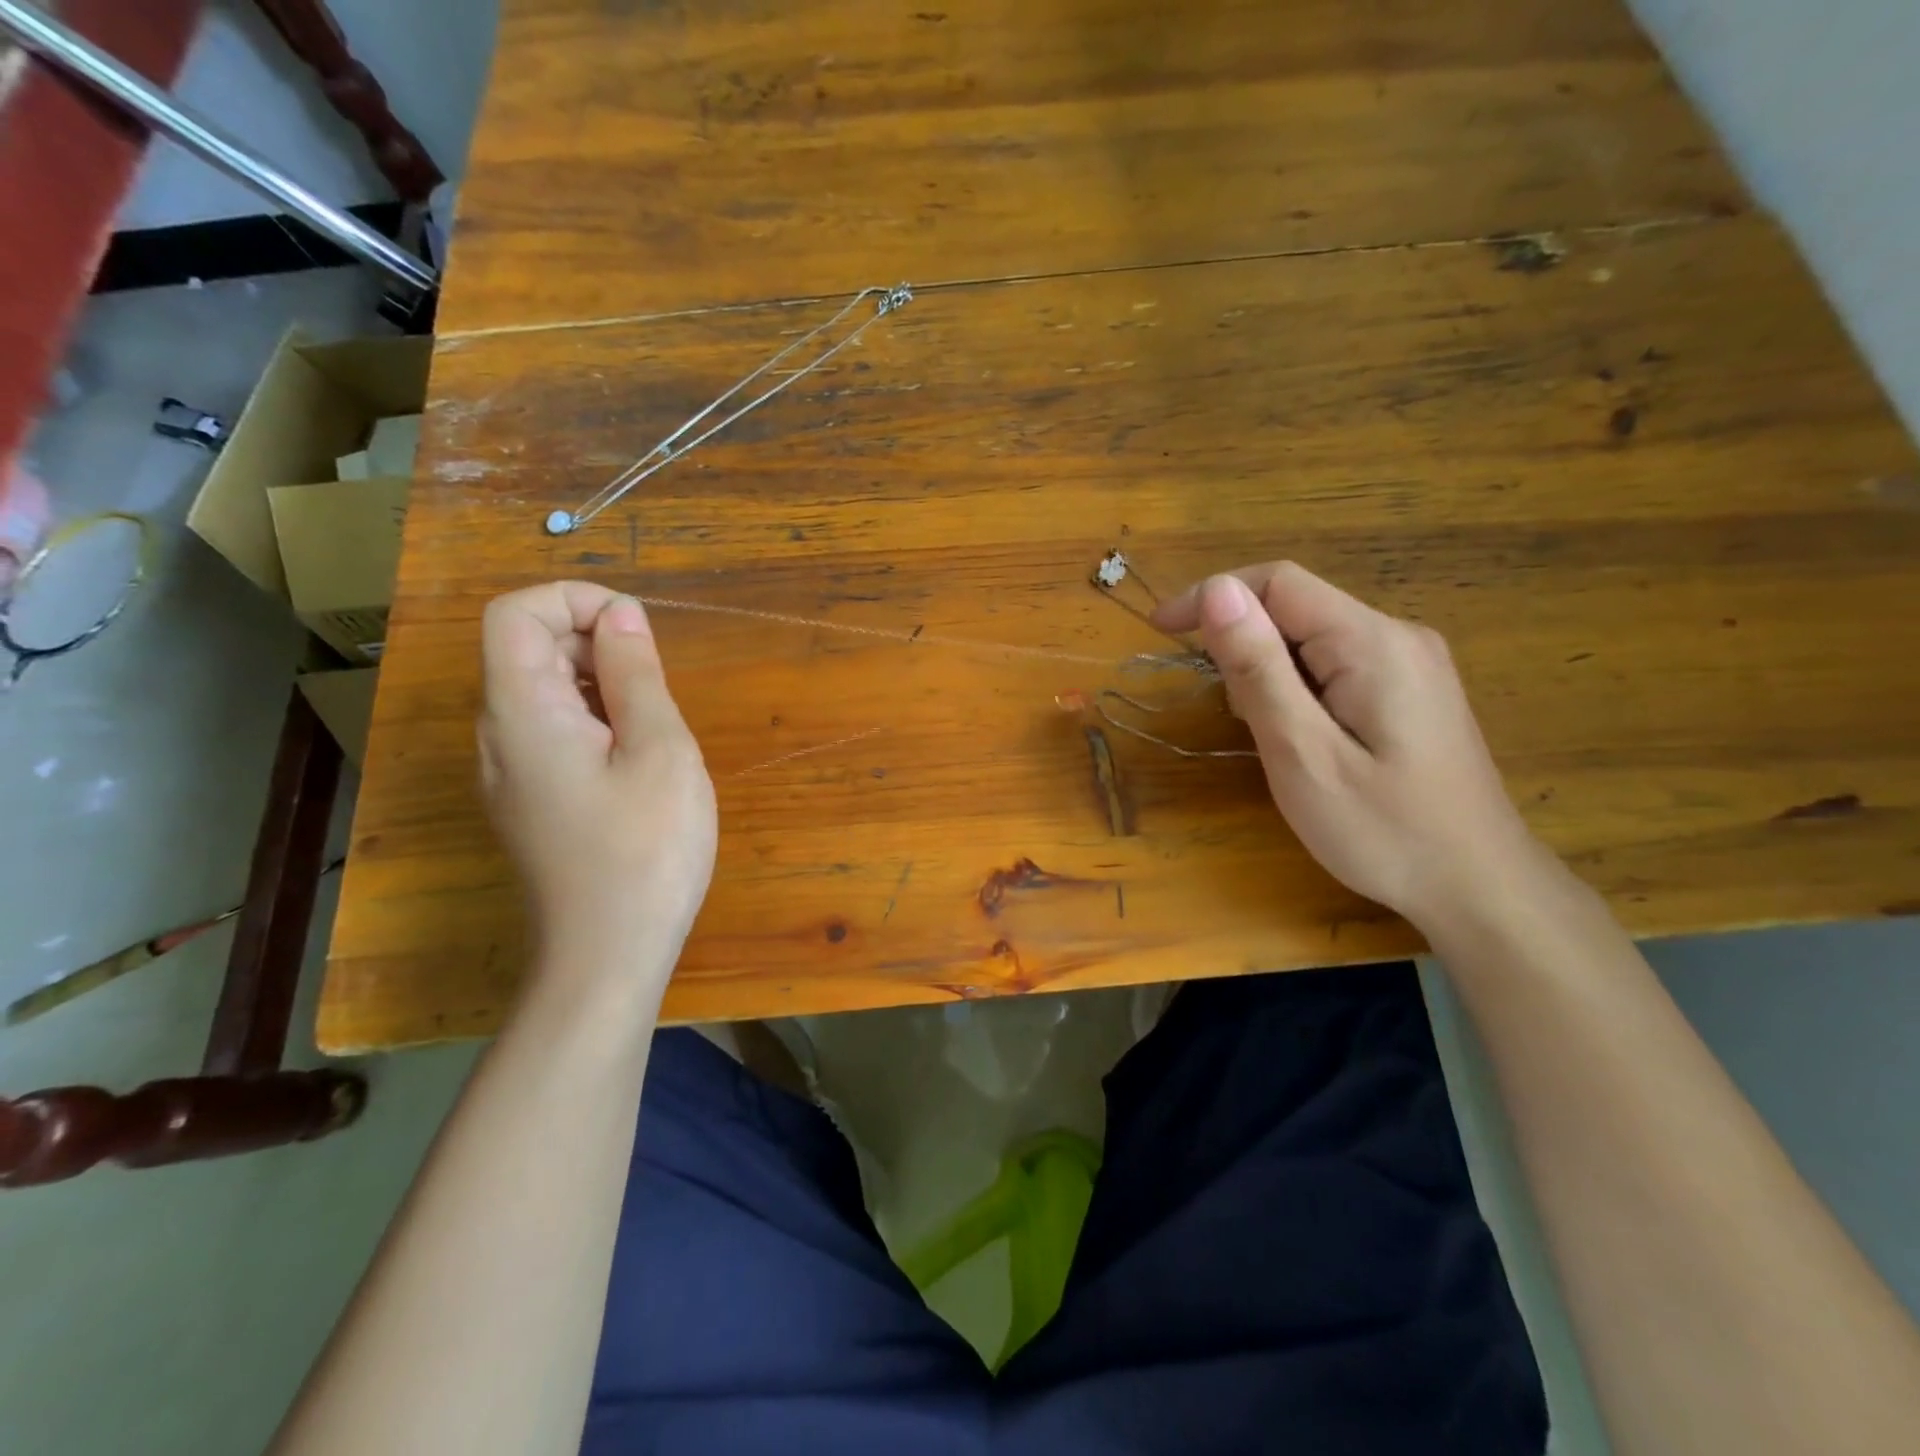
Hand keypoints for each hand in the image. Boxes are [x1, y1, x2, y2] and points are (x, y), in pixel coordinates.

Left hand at [477, 583, 716, 998]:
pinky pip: (553, 734)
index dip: (574, 599)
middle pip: (527, 649)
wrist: (607, 957)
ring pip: (543, 693)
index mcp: (521, 712)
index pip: (515, 613)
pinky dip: (596, 722)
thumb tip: (620, 615)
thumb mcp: (659, 751)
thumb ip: (636, 675)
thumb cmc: (645, 850)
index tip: (637, 630)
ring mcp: (509, 774)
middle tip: (659, 687)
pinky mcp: (530, 803)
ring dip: (602, 685)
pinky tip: (638, 763)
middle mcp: (498, 736)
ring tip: (656, 728)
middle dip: (595, 643)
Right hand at [1151, 563, 1547, 927]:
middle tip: (1230, 715)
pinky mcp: (1410, 691)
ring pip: (1312, 639)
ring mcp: (1410, 663)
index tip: (1162, 632)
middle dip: (1243, 644)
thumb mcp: (1303, 753)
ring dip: (1268, 671)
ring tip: (1267, 736)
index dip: (1212, 595)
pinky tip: (1302, 738)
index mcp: (1371, 642)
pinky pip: (1335, 665)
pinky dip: (1297, 688)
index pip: (1277, 582)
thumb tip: (1216, 591)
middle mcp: (1396, 636)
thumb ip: (1259, 669)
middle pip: (1296, 608)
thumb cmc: (1384, 830)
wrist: (1480, 888)